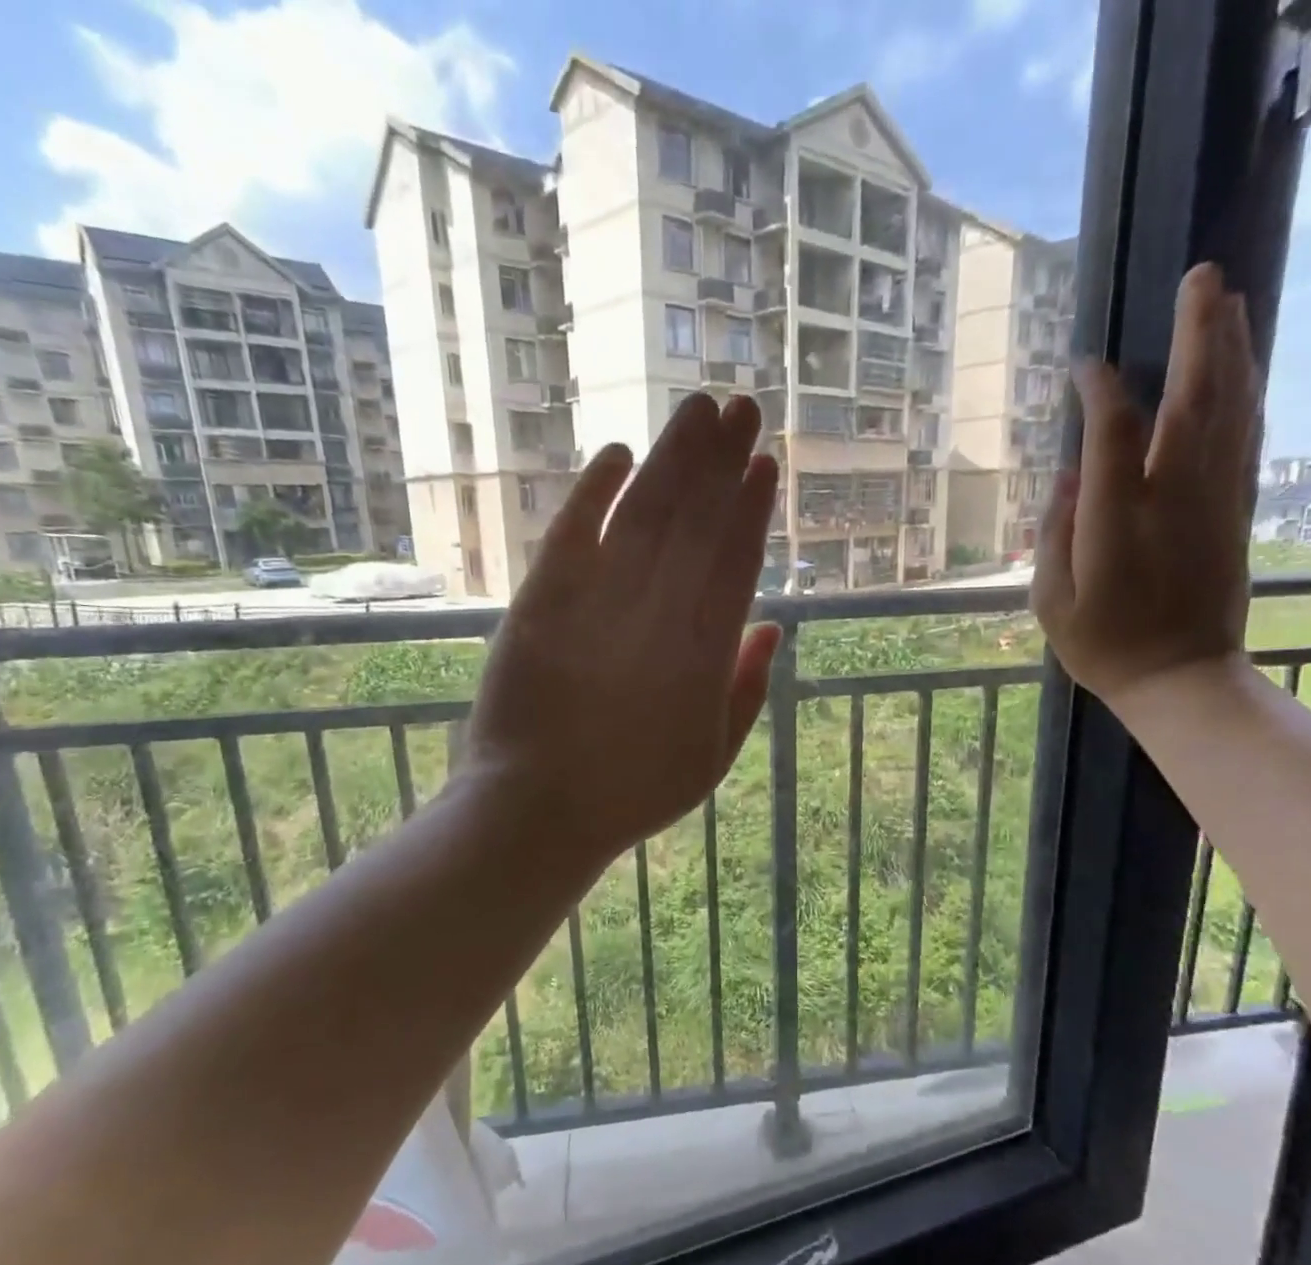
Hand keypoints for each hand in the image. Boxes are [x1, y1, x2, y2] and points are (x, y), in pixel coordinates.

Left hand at [464, 394, 781, 869]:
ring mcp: (597, 603)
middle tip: (742, 407)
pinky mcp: (540, 602)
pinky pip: (572, 531)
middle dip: (721, 461)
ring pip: (643, 512)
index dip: (751, 509)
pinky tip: (618, 452)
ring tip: (698, 410)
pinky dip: (594, 489)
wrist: (537, 811)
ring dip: (672, 457)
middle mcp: (657, 615)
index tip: (765, 464)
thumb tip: (773, 626)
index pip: (735, 561)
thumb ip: (747, 689)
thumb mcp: (712, 759)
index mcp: (704, 655)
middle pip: (695, 522)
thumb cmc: (633, 793)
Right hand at [1032, 263, 1258, 709]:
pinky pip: (1245, 440)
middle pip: (1193, 399)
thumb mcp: (1052, 602)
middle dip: (1199, 334)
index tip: (1084, 366)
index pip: (1113, 432)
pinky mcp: (1236, 511)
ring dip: (1233, 351)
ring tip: (1231, 301)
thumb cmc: (1105, 646)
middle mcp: (1174, 496)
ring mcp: (1214, 500)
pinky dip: (1246, 396)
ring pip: (1231, 410)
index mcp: (1118, 519)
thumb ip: (1054, 535)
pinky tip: (1245, 369)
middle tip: (1203, 276)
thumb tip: (1067, 477)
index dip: (1101, 390)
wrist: (1182, 679)